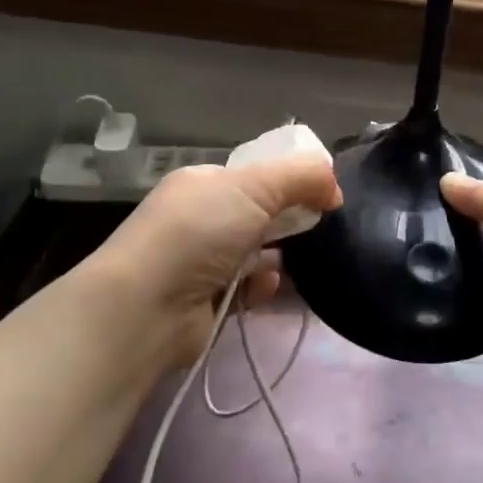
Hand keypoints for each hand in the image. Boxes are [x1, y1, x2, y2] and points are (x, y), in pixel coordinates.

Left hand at [89, 156, 342, 367]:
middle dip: (286, 221)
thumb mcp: (257, 186)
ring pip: (256, 253)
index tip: (320, 194)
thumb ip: (303, 176)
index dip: (289, 181)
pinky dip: (261, 288)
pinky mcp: (205, 302)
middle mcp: (198, 219)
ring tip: (290, 264)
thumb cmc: (201, 232)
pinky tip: (265, 289)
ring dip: (276, 258)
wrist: (148, 307)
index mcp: (203, 183)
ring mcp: (199, 262)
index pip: (253, 175)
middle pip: (257, 214)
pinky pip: (247, 289)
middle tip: (312, 229)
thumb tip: (334, 187)